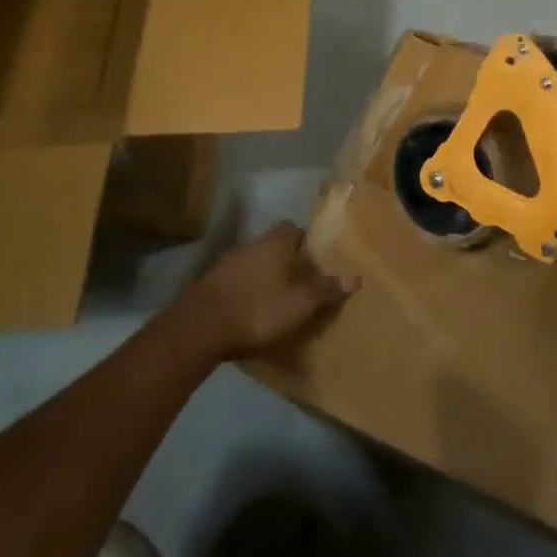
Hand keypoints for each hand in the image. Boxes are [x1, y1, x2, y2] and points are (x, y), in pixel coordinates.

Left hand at [168, 222, 356, 362]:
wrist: (200, 328)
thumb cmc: (258, 309)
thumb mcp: (300, 304)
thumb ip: (326, 290)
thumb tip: (356, 277)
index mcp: (275, 243)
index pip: (293, 229)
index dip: (305, 243)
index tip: (314, 263)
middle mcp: (251, 245)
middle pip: (273, 246)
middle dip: (285, 262)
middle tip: (299, 285)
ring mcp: (226, 263)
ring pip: (253, 263)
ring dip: (263, 277)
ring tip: (275, 301)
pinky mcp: (209, 284)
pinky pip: (235, 281)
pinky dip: (244, 291)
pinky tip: (250, 312)